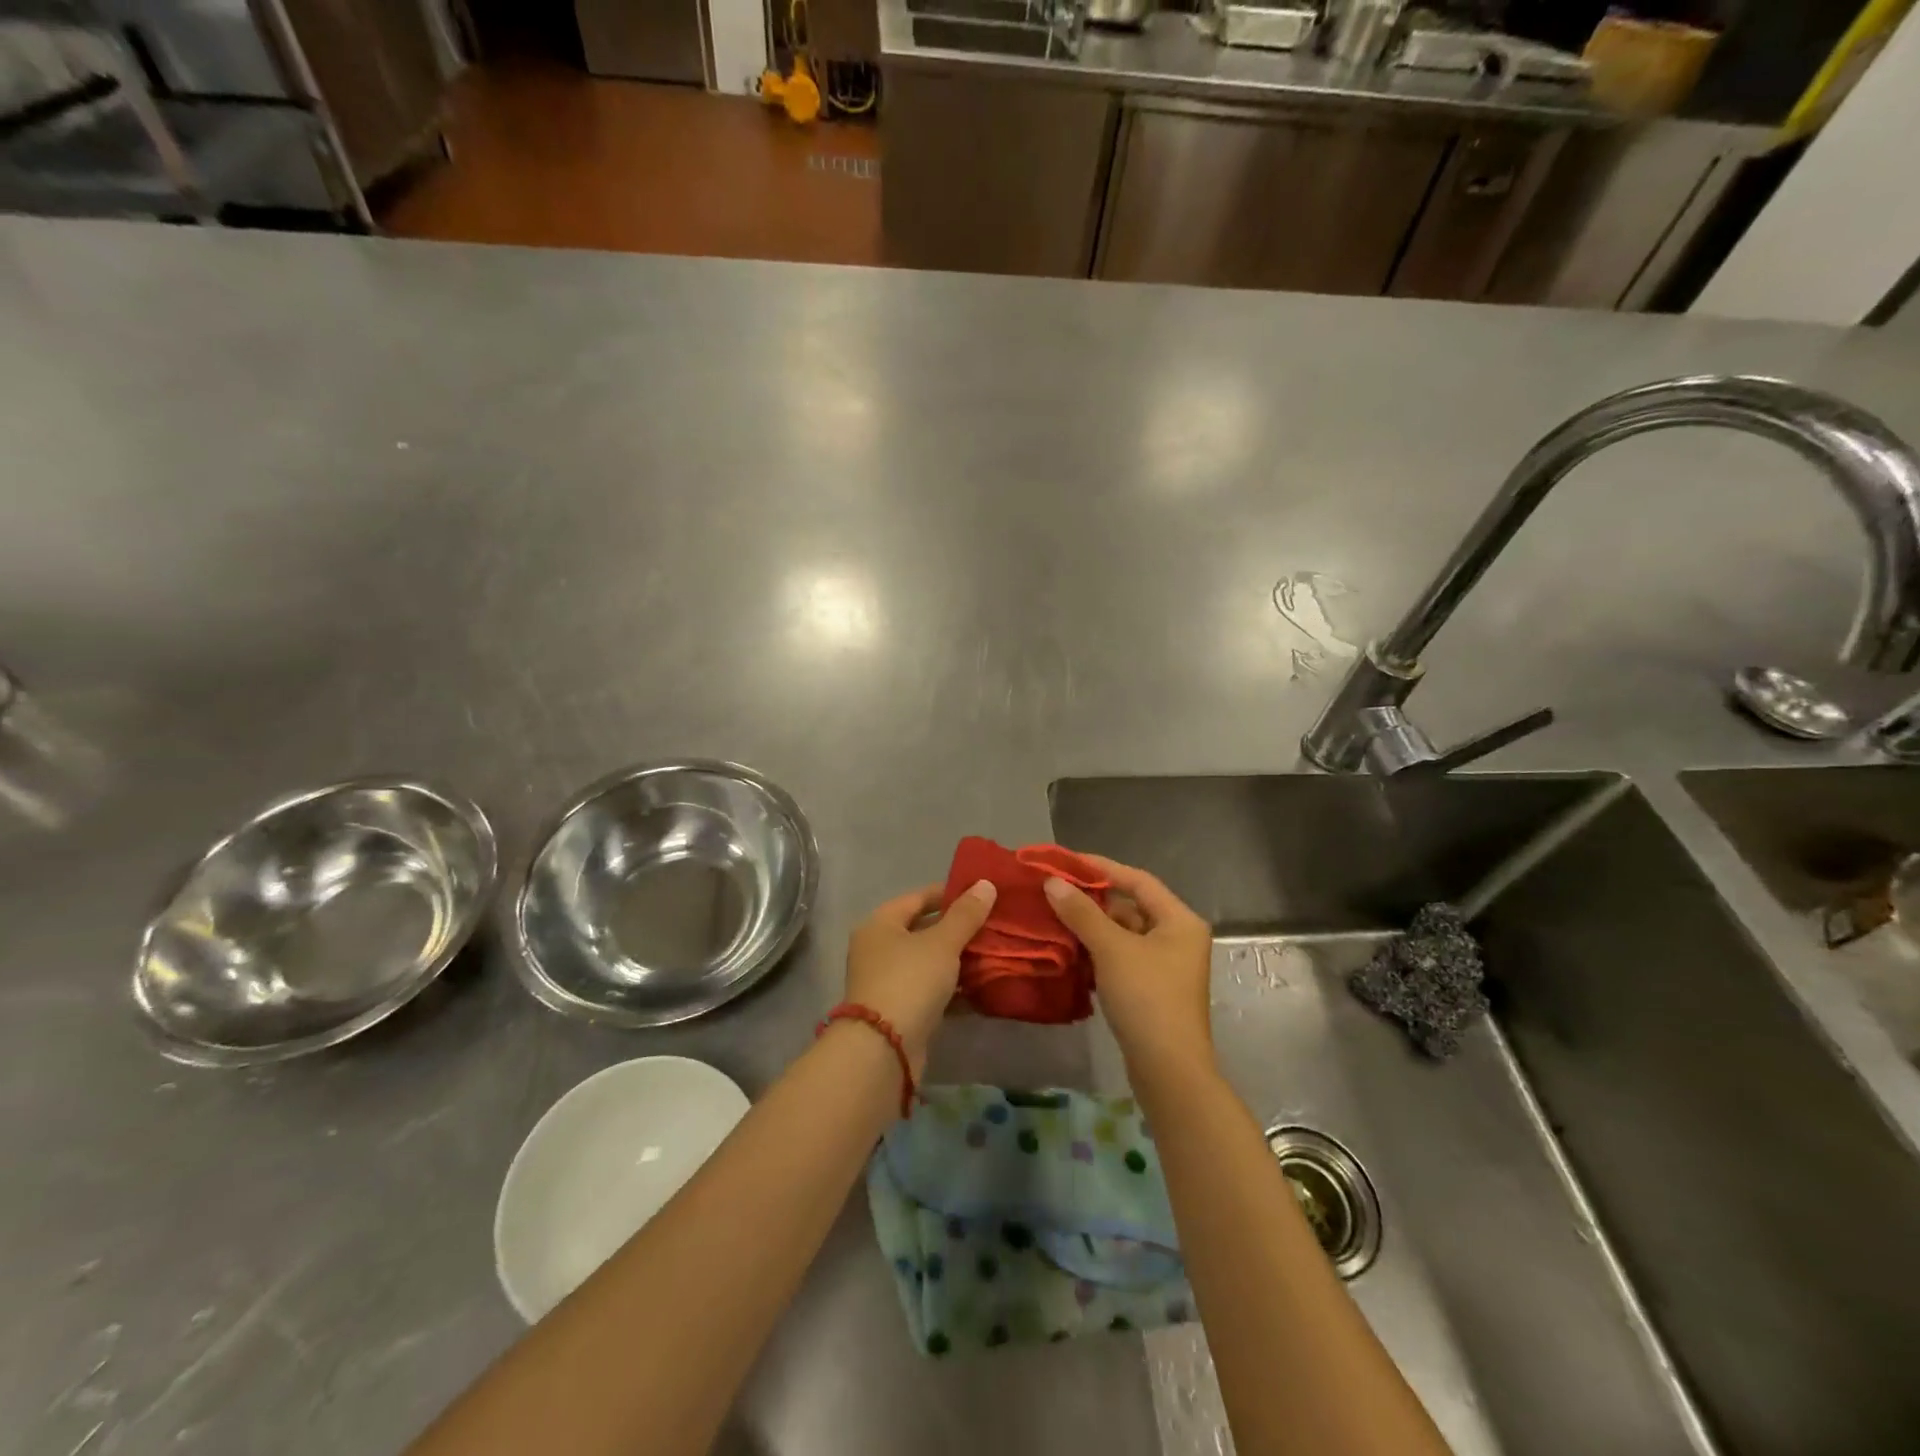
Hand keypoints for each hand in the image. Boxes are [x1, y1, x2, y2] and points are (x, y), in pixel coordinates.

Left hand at [844, 880, 996, 1076]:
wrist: (884, 1050)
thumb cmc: (909, 981)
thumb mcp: (942, 943)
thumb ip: (966, 914)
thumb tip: (986, 883)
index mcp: (881, 924)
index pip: (918, 898)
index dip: (950, 893)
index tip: (982, 894)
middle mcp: (879, 949)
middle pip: (924, 930)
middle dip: (959, 928)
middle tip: (994, 924)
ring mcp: (889, 982)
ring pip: (930, 962)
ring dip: (959, 960)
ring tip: (995, 953)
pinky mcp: (901, 1011)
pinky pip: (932, 991)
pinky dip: (955, 989)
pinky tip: (984, 987)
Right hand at [1044, 856, 1214, 1082]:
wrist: (1168, 1071)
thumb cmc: (1147, 998)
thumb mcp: (1112, 949)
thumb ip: (1082, 912)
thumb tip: (1053, 882)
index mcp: (1179, 920)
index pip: (1137, 880)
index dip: (1101, 867)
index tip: (1066, 862)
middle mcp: (1177, 938)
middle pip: (1130, 907)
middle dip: (1092, 900)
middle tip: (1054, 891)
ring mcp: (1165, 966)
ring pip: (1123, 935)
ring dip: (1091, 927)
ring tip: (1053, 918)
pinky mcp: (1151, 990)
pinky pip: (1121, 958)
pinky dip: (1097, 952)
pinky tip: (1068, 951)